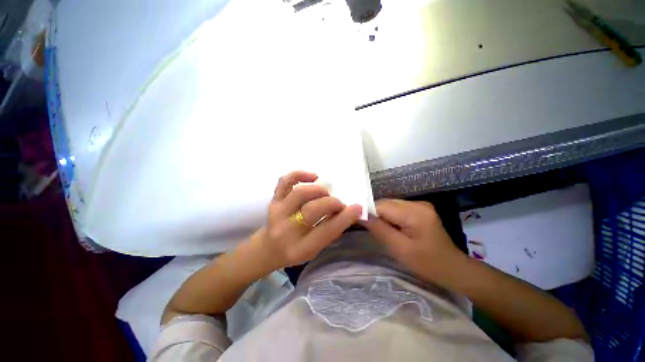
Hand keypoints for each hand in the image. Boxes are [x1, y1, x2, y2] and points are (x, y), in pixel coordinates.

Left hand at [253, 170, 362, 269]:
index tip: (357, 207)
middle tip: (339, 203)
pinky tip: (313, 177)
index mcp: (300, 249)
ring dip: (318, 190)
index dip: (344, 218)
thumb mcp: (315, 249)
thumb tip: (349, 211)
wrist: (268, 247)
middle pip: (312, 209)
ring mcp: (277, 212)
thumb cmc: (296, 249)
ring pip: (299, 193)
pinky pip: (285, 181)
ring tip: (325, 193)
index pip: (326, 231)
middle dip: (331, 203)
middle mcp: (286, 230)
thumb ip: (331, 231)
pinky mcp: (273, 200)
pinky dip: (300, 174)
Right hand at [362, 199, 463, 282]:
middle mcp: (417, 203)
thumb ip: (379, 230)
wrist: (453, 269)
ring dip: (382, 216)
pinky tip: (391, 227)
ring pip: (390, 205)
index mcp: (414, 213)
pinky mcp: (420, 209)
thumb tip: (361, 215)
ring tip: (380, 229)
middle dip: (375, 214)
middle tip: (368, 229)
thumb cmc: (427, 263)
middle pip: (386, 203)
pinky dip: (390, 216)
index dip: (368, 212)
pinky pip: (397, 209)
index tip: (357, 222)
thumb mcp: (400, 249)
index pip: (382, 206)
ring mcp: (420, 205)